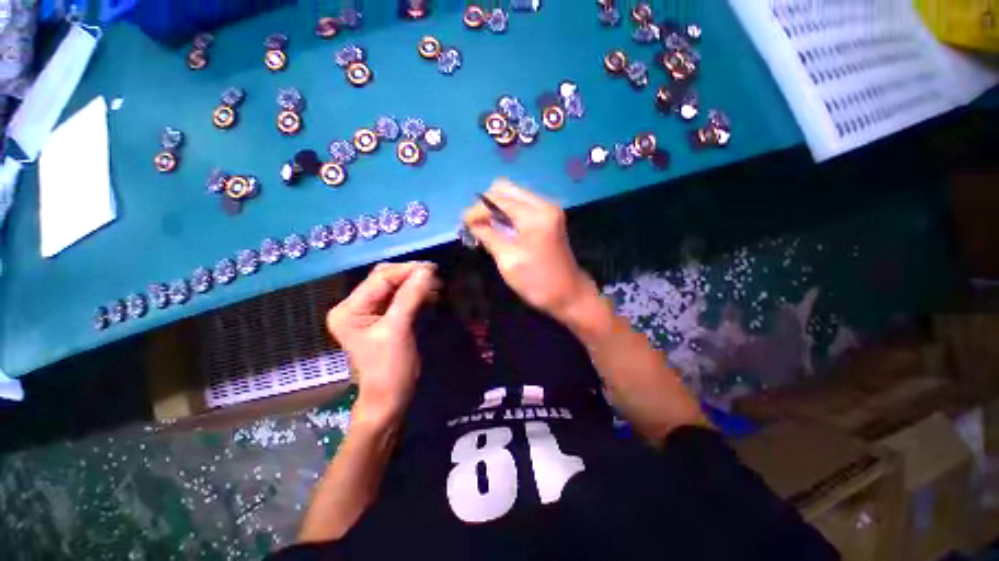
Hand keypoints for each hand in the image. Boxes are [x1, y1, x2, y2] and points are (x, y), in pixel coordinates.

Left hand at [326, 262, 439, 428]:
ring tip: (437, 284)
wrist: (390, 398)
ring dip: (416, 284)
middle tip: (436, 275)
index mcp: (349, 309)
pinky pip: (401, 299)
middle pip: (385, 280)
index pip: (379, 279)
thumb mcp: (398, 330)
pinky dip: (417, 294)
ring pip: (395, 288)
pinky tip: (431, 294)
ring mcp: (370, 312)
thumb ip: (410, 297)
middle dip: (411, 275)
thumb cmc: (389, 368)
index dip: (406, 270)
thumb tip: (426, 270)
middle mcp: (355, 306)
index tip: (432, 267)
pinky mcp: (384, 318)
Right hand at [463, 179, 595, 321]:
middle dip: (486, 204)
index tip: (464, 223)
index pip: (498, 199)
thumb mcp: (508, 260)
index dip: (477, 209)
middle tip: (476, 224)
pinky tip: (500, 228)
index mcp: (535, 215)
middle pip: (506, 188)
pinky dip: (507, 212)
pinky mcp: (549, 217)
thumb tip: (471, 222)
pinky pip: (522, 205)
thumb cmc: (537, 281)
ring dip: (496, 207)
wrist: (569, 294)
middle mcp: (544, 204)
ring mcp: (549, 209)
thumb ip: (488, 236)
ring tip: (485, 227)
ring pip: (513, 195)